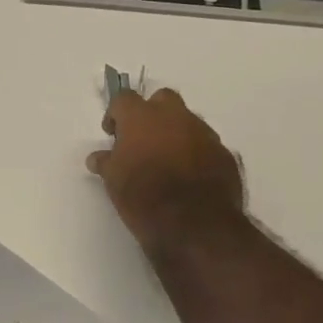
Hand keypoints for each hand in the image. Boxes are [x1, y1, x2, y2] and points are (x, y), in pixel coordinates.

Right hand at [87, 88, 247, 253]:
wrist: (195, 223)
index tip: (112, 133)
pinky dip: (196, 153)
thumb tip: (97, 158)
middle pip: (162, 99)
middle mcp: (175, 116)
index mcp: (141, 117)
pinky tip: (190, 176)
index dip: (116, 114)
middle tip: (143, 139)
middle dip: (152, 113)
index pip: (124, 99)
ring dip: (176, 134)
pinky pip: (206, 145)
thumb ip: (107, 162)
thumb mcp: (114, 181)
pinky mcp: (225, 154)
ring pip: (188, 121)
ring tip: (168, 161)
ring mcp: (204, 133)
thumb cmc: (143, 196)